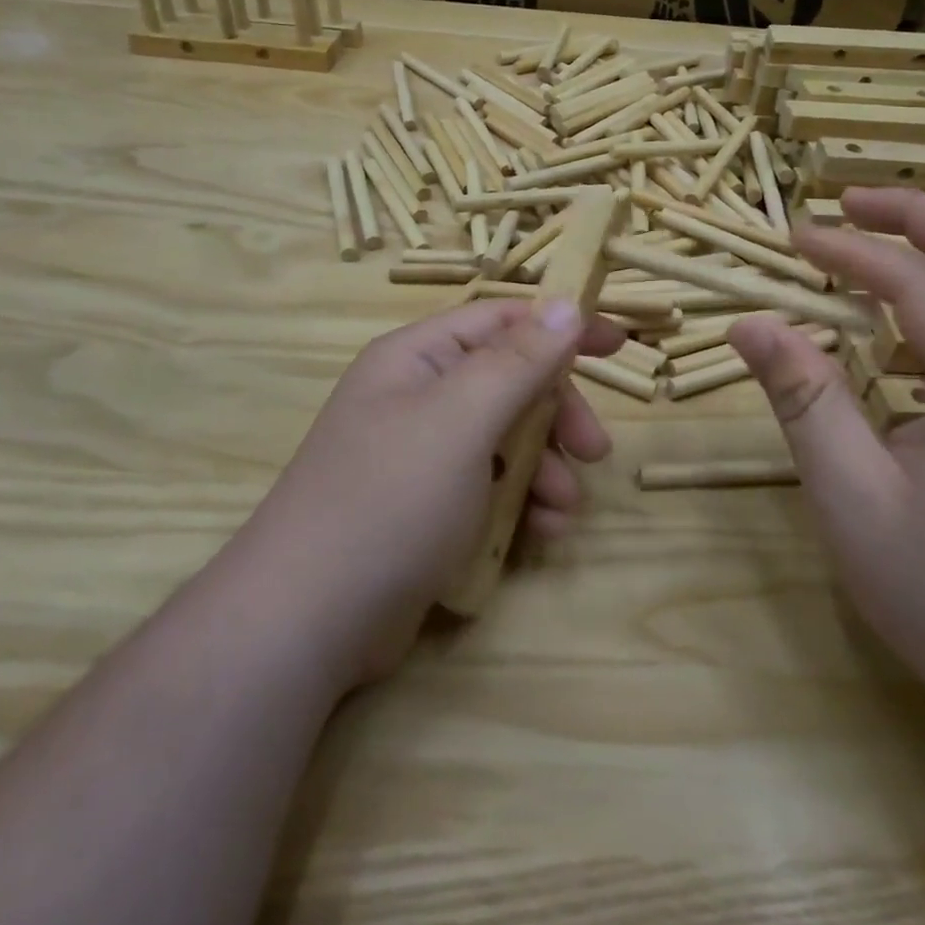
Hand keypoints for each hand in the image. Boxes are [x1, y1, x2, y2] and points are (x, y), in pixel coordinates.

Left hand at [237, 299, 623, 688]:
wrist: (306, 621)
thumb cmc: (389, 500)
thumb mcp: (462, 420)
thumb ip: (518, 361)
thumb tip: (565, 303)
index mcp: (418, 358)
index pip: (503, 320)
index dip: (561, 326)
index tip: (618, 344)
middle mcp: (419, 397)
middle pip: (510, 382)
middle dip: (557, 414)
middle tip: (596, 450)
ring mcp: (422, 455)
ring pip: (506, 439)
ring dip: (545, 467)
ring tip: (564, 508)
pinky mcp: (428, 508)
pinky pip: (490, 486)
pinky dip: (521, 503)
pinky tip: (542, 533)